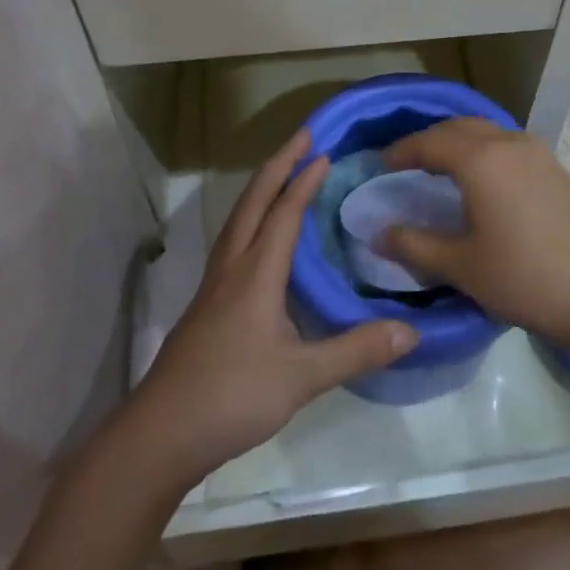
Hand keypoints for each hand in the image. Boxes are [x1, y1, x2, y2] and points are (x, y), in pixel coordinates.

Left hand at [131, 131, 417, 484]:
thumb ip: (355, 350)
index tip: (324, 150)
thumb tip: (410, 330)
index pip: (284, 211)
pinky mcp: (205, 304)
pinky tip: (258, 237)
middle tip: (303, 136)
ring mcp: (213, 284)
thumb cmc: (232, 396)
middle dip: (279, 163)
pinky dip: (251, 216)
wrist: (160, 434)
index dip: (304, 179)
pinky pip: (232, 239)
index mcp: (257, 271)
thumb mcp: (302, 377)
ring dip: (261, 186)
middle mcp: (233, 266)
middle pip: (254, 200)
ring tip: (282, 172)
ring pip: (238, 217)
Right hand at [380, 118, 569, 348]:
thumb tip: (379, 233)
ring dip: (458, 142)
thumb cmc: (525, 278)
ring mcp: (537, 152)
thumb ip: (415, 245)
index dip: (402, 151)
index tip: (381, 164)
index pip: (430, 142)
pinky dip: (483, 150)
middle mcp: (507, 143)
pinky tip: (482, 180)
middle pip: (458, 127)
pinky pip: (507, 144)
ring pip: (486, 132)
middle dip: (429, 140)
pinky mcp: (555, 167)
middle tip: (407, 164)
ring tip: (441, 169)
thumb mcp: (462, 266)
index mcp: (480, 159)